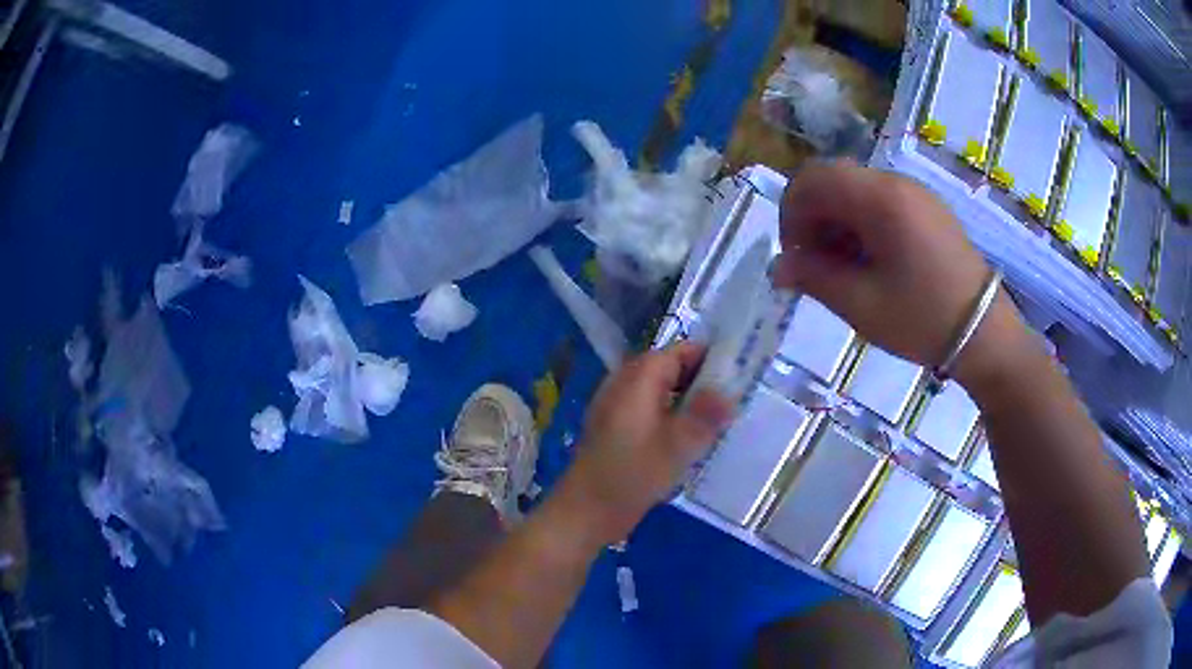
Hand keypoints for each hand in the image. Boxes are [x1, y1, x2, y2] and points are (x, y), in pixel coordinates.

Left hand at [561, 343, 732, 543]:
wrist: (584, 513)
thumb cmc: (630, 476)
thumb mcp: (676, 447)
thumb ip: (705, 415)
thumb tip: (731, 390)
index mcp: (637, 378)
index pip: (679, 351)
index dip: (710, 358)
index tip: (740, 375)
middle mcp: (624, 385)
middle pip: (670, 370)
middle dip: (702, 381)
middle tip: (735, 401)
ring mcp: (617, 407)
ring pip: (662, 392)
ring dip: (689, 402)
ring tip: (719, 421)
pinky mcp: (616, 430)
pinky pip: (651, 411)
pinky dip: (673, 418)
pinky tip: (690, 441)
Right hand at [773, 160, 993, 367]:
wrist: (986, 334)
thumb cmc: (923, 319)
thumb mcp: (862, 305)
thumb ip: (814, 278)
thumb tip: (779, 267)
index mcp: (880, 199)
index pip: (813, 179)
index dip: (791, 213)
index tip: (795, 256)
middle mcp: (896, 183)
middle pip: (833, 180)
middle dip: (813, 218)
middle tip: (816, 265)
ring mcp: (915, 194)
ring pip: (855, 190)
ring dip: (836, 222)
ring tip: (845, 269)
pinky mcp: (927, 209)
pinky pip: (881, 202)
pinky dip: (862, 224)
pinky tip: (871, 263)